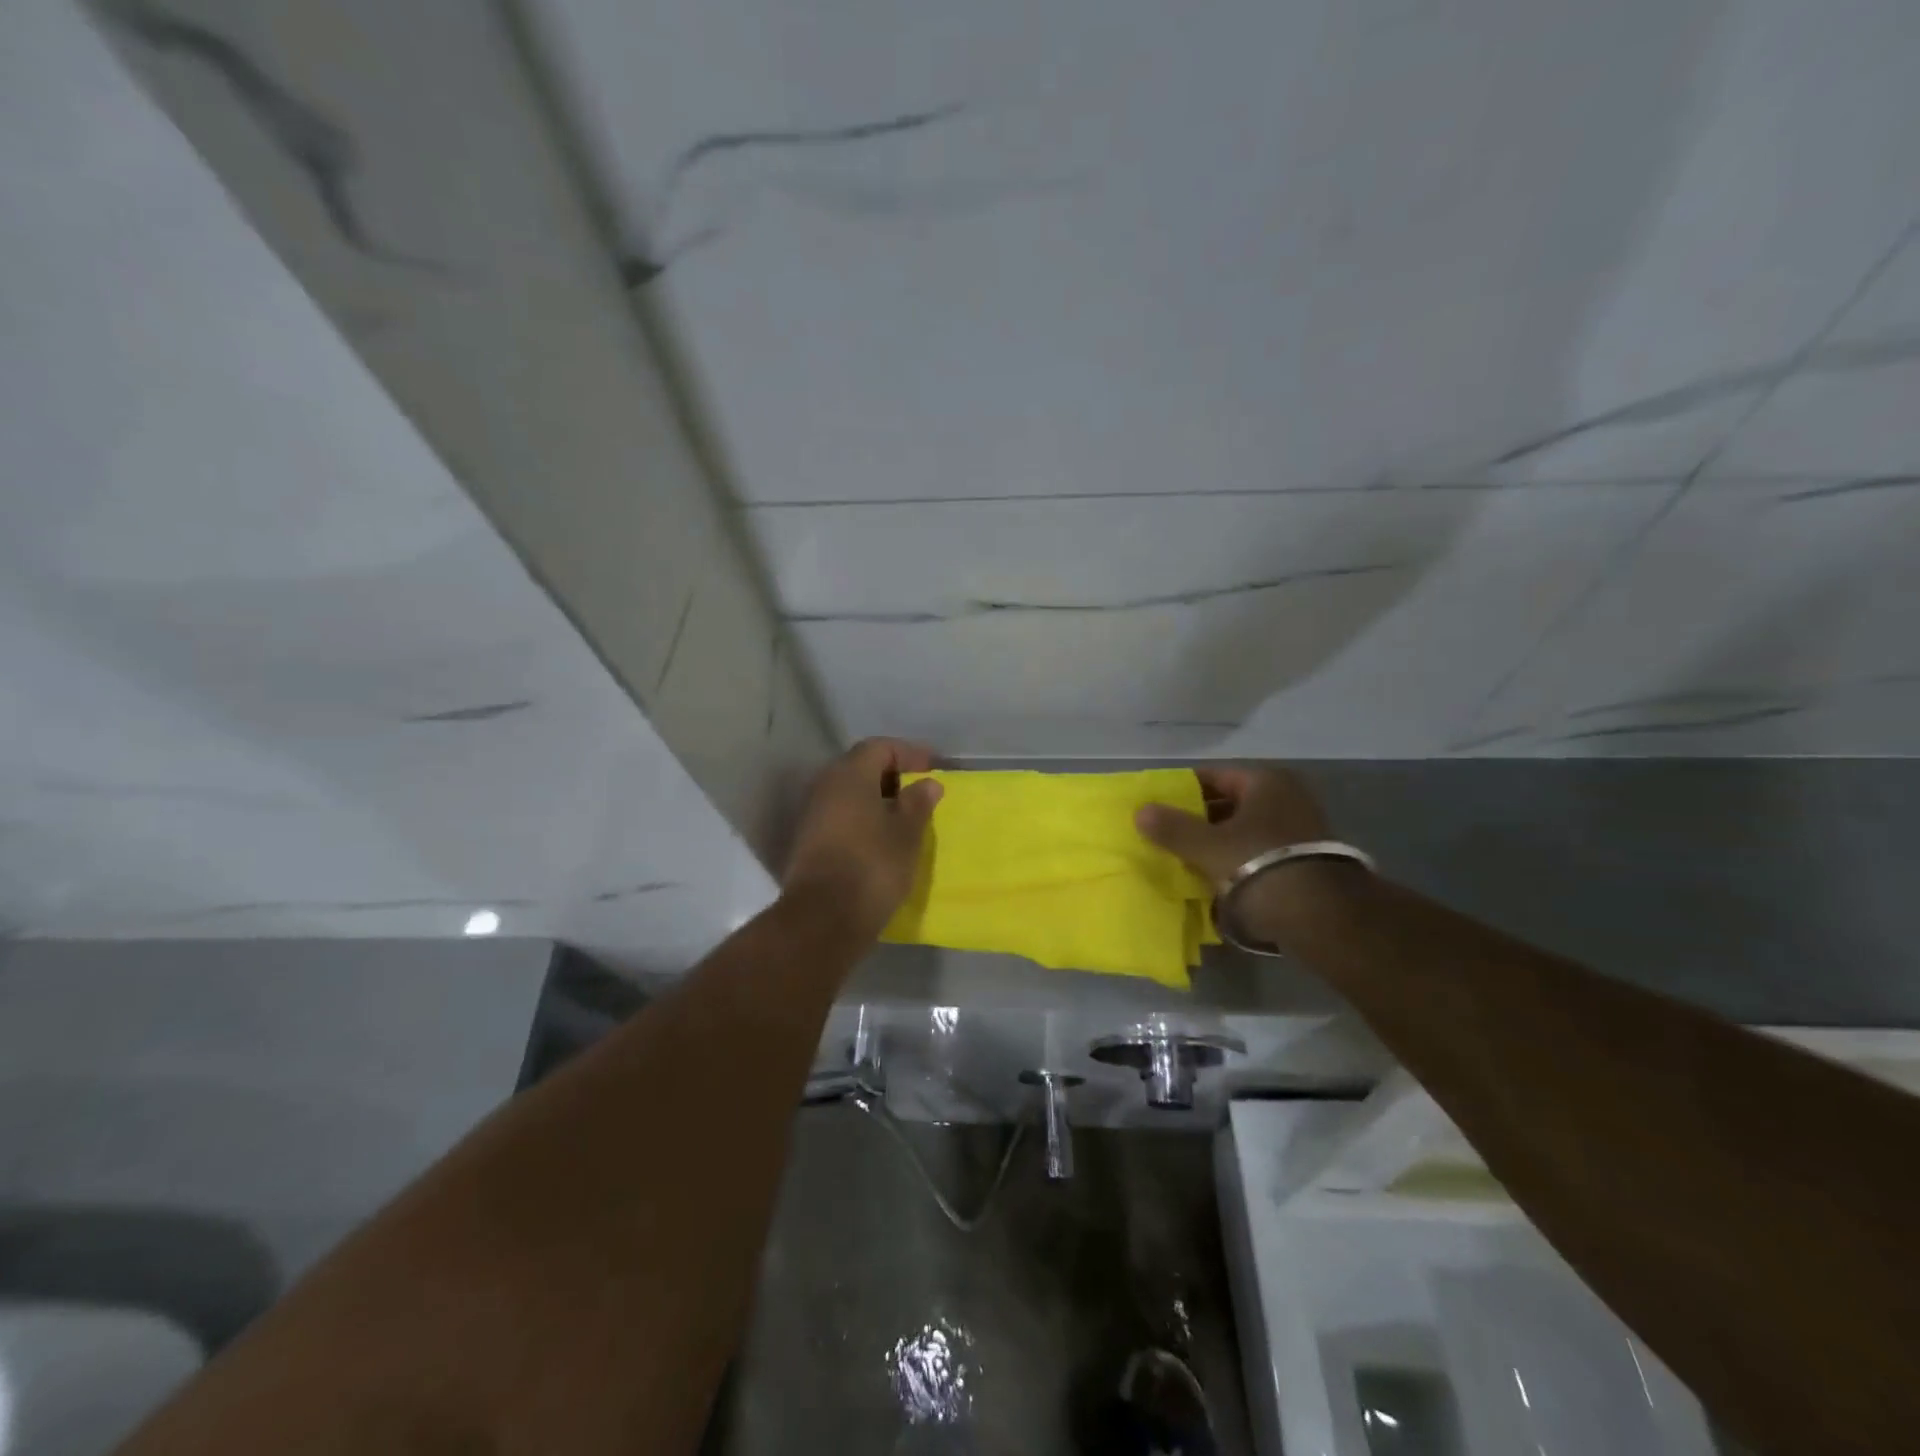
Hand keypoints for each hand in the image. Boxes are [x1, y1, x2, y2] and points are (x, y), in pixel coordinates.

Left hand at [783, 738, 943, 936]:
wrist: (823, 919)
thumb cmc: (873, 866)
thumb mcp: (907, 833)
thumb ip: (918, 803)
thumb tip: (927, 783)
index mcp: (850, 774)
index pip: (880, 747)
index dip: (909, 754)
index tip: (933, 769)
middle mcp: (825, 786)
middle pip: (861, 767)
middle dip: (892, 776)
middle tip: (920, 793)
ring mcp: (812, 814)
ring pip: (849, 794)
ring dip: (877, 799)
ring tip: (905, 818)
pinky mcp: (808, 841)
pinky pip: (841, 816)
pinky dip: (863, 819)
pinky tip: (882, 838)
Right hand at [1135, 766, 1356, 942]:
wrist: (1323, 918)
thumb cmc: (1260, 866)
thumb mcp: (1207, 847)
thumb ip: (1172, 828)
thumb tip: (1140, 811)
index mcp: (1266, 782)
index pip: (1212, 776)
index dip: (1181, 790)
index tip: (1157, 806)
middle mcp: (1288, 797)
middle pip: (1228, 804)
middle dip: (1197, 819)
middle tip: (1166, 834)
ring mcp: (1301, 829)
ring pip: (1243, 830)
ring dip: (1217, 843)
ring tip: (1184, 858)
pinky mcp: (1306, 860)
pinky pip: (1258, 852)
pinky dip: (1237, 861)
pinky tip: (1214, 878)